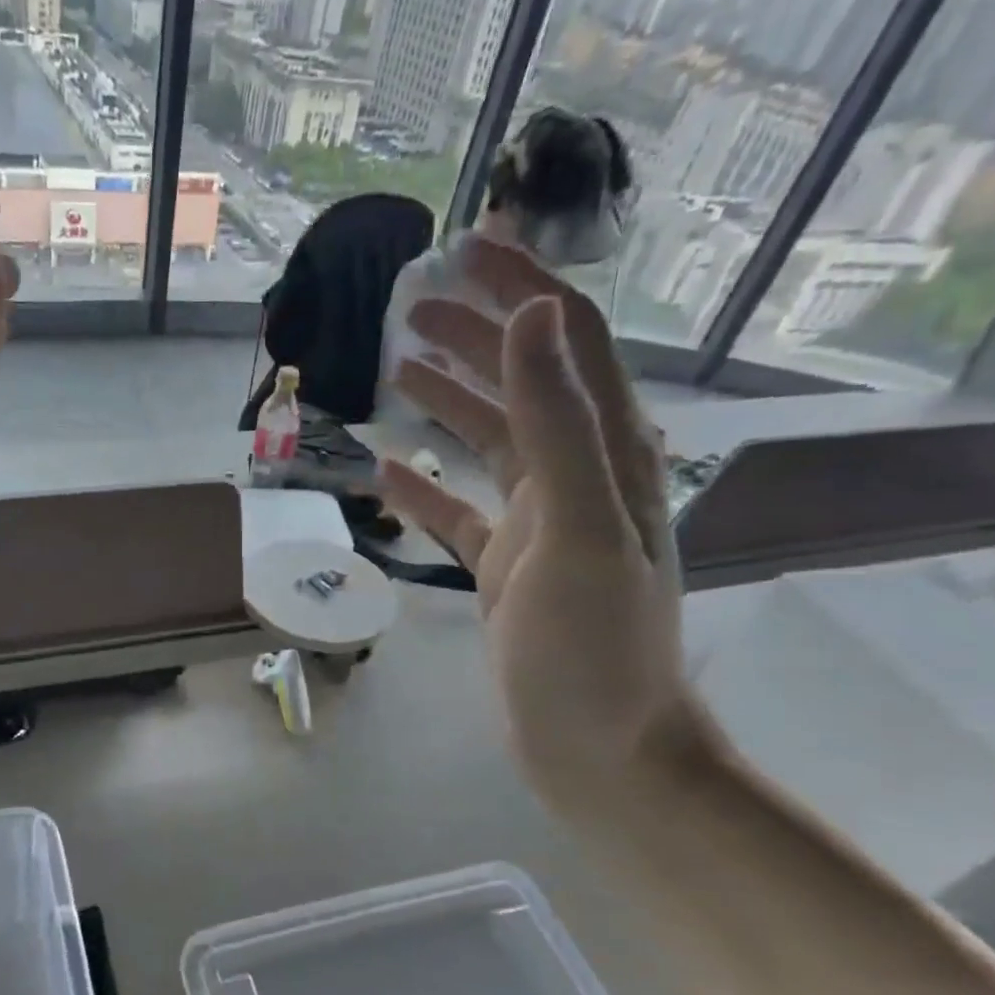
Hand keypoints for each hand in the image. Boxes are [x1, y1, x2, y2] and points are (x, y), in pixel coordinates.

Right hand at [376, 242, 706, 809]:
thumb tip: (532, 319)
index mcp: (607, 456)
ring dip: (448, 400)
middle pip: (523, 384)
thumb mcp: (577, 530)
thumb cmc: (592, 647)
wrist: (599, 749)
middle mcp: (576, 479)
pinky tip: (387, 471)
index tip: (472, 245)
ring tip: (396, 367)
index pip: (569, 344)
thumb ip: (557, 424)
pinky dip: (425, 487)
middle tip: (411, 305)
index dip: (525, 289)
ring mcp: (538, 527)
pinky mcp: (505, 570)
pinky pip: (460, 513)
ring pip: (489, 444)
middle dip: (475, 335)